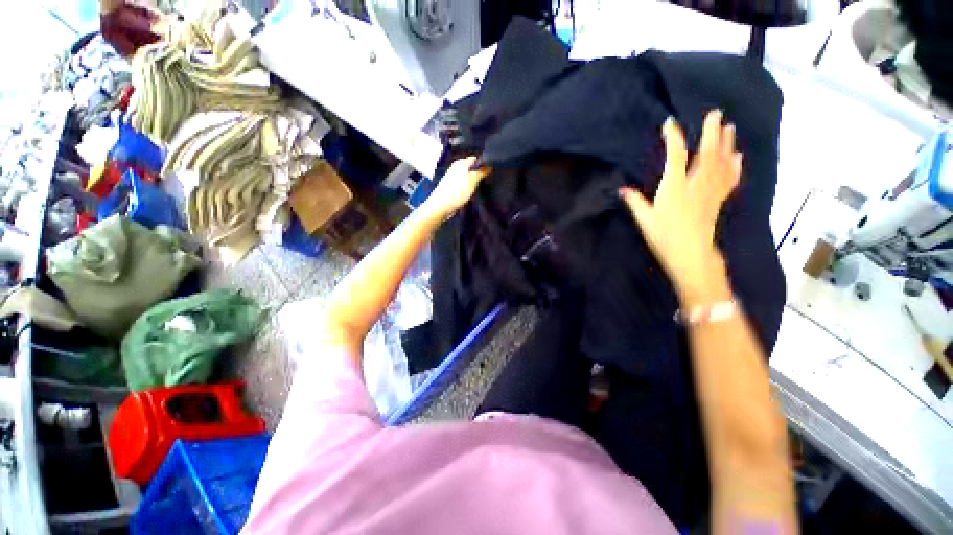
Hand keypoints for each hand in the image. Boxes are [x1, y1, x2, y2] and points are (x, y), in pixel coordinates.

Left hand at [423, 157, 490, 218]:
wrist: (441, 206)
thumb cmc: (458, 192)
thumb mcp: (473, 180)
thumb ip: (482, 171)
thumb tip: (489, 165)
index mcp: (461, 162)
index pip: (476, 159)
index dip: (484, 164)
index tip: (492, 171)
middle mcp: (456, 167)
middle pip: (472, 168)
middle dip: (479, 173)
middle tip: (488, 180)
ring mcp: (453, 177)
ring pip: (468, 176)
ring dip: (474, 182)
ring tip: (481, 187)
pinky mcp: (451, 187)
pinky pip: (464, 184)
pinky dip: (468, 187)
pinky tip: (472, 193)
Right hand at [620, 111, 741, 302]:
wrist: (690, 253)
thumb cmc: (664, 236)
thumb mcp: (645, 219)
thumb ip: (635, 202)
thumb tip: (622, 190)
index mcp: (675, 187)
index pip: (675, 156)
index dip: (673, 138)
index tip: (670, 123)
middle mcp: (696, 184)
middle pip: (707, 153)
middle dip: (711, 132)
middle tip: (716, 113)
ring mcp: (710, 191)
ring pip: (722, 162)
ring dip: (726, 143)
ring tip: (730, 127)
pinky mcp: (717, 199)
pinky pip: (729, 179)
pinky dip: (734, 166)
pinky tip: (738, 156)